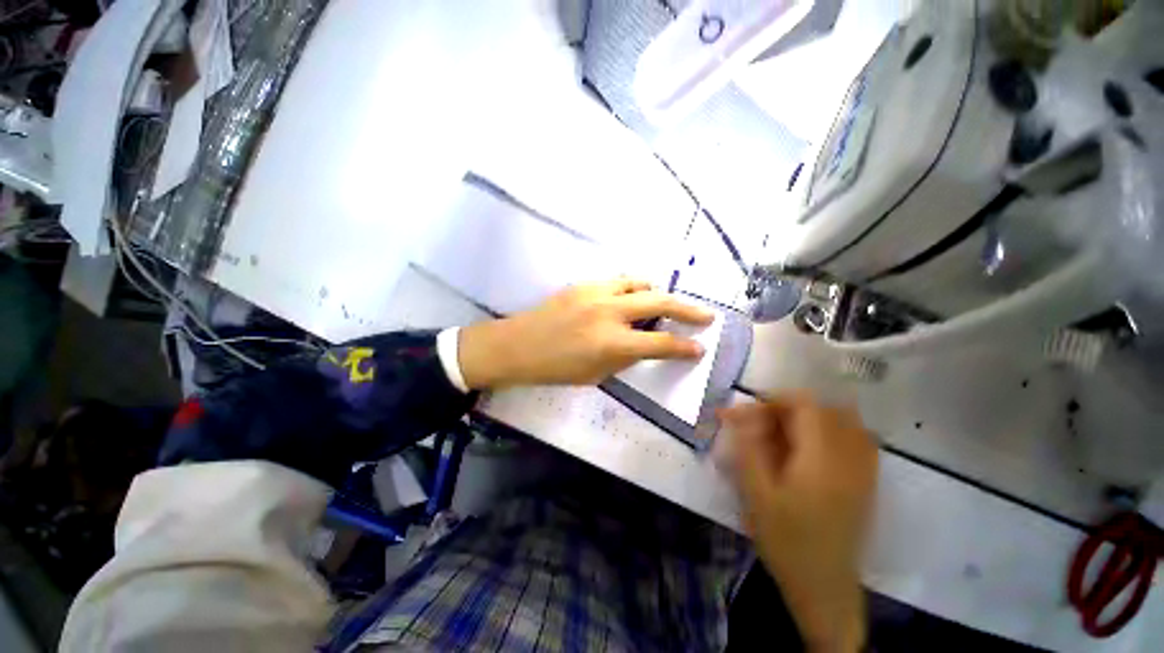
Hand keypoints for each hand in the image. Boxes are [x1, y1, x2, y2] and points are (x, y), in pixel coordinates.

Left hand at [457, 279, 713, 389]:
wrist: (519, 345)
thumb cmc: (557, 368)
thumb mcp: (597, 374)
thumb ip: (626, 358)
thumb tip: (645, 345)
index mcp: (613, 343)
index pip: (662, 343)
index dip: (685, 347)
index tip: (700, 348)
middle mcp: (611, 312)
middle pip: (661, 301)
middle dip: (689, 310)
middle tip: (705, 316)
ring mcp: (597, 292)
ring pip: (641, 282)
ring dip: (658, 292)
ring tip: (663, 302)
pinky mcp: (585, 283)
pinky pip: (619, 280)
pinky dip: (633, 288)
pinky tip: (631, 298)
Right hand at [719, 393, 877, 652]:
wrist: (824, 588)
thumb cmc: (786, 541)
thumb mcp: (756, 494)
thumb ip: (748, 448)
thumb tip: (737, 413)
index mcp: (821, 459)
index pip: (805, 405)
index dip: (774, 400)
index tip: (749, 414)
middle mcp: (849, 458)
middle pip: (825, 409)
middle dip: (789, 409)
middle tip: (762, 426)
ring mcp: (863, 470)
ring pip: (844, 420)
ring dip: (812, 418)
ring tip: (785, 434)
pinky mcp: (867, 482)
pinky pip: (857, 439)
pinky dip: (832, 431)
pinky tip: (811, 448)